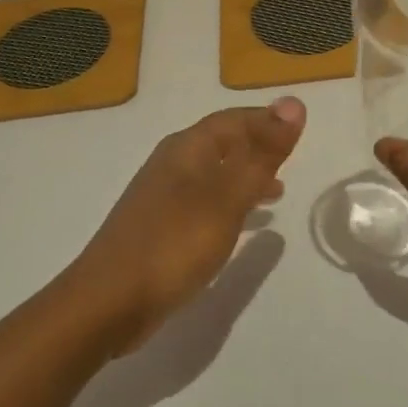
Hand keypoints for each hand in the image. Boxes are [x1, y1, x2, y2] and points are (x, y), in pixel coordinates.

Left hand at [65, 99, 305, 354]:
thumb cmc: (174, 243)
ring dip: (245, 178)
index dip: (266, 120)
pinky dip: (230, 206)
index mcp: (186, 149)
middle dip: (257, 148)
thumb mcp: (227, 198)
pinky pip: (204, 204)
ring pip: (214, 175)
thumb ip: (262, 155)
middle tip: (292, 160)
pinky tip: (242, 226)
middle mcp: (172, 165)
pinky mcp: (160, 229)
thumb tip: (294, 104)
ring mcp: (162, 198)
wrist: (109, 302)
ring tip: (278, 192)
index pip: (233, 120)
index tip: (298, 130)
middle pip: (222, 144)